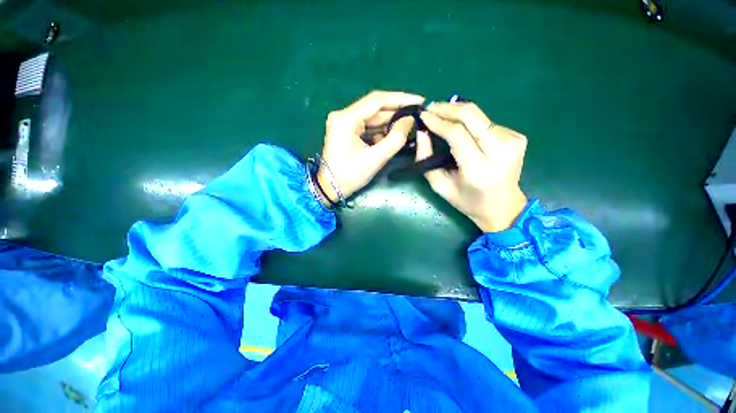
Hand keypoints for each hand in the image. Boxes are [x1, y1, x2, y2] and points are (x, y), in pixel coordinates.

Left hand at [316, 91, 424, 204]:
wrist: (330, 188)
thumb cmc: (350, 176)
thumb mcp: (376, 158)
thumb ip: (395, 138)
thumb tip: (410, 120)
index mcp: (346, 119)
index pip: (377, 100)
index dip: (400, 99)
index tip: (419, 101)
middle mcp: (343, 115)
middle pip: (375, 109)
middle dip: (397, 113)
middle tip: (418, 115)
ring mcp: (344, 123)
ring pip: (372, 118)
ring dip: (390, 123)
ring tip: (410, 126)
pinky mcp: (347, 131)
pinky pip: (368, 127)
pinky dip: (381, 131)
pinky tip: (394, 135)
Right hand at [418, 102, 527, 232]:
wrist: (503, 206)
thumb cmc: (467, 200)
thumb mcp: (440, 185)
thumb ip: (427, 159)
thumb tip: (422, 133)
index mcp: (479, 169)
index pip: (457, 134)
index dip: (438, 121)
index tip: (423, 115)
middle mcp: (500, 151)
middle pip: (472, 115)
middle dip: (447, 108)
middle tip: (430, 107)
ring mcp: (513, 141)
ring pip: (479, 116)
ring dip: (457, 113)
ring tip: (441, 116)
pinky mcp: (518, 137)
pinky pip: (487, 123)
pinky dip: (471, 123)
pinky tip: (463, 130)